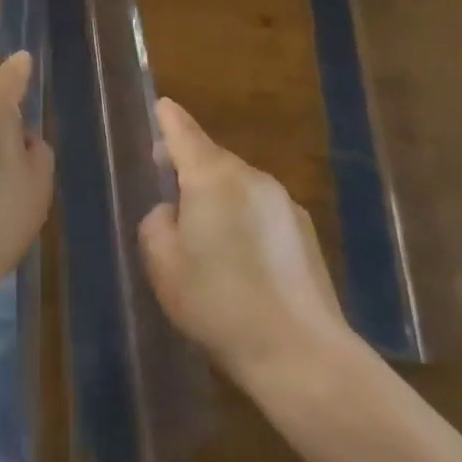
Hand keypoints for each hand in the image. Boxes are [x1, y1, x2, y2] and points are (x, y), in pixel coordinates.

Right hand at [139, 98, 352, 385]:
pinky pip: (261, 209)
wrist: (300, 354)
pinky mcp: (305, 230)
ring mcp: (284, 202)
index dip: (168, 119)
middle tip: (168, 190)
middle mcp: (251, 178)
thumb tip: (172, 212)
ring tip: (205, 238)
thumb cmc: (218, 304)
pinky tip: (241, 260)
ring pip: (238, 185)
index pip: (184, 131)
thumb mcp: (163, 265)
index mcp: (212, 177)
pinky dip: (244, 219)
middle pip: (212, 158)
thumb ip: (156, 224)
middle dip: (189, 166)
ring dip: (218, 197)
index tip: (161, 107)